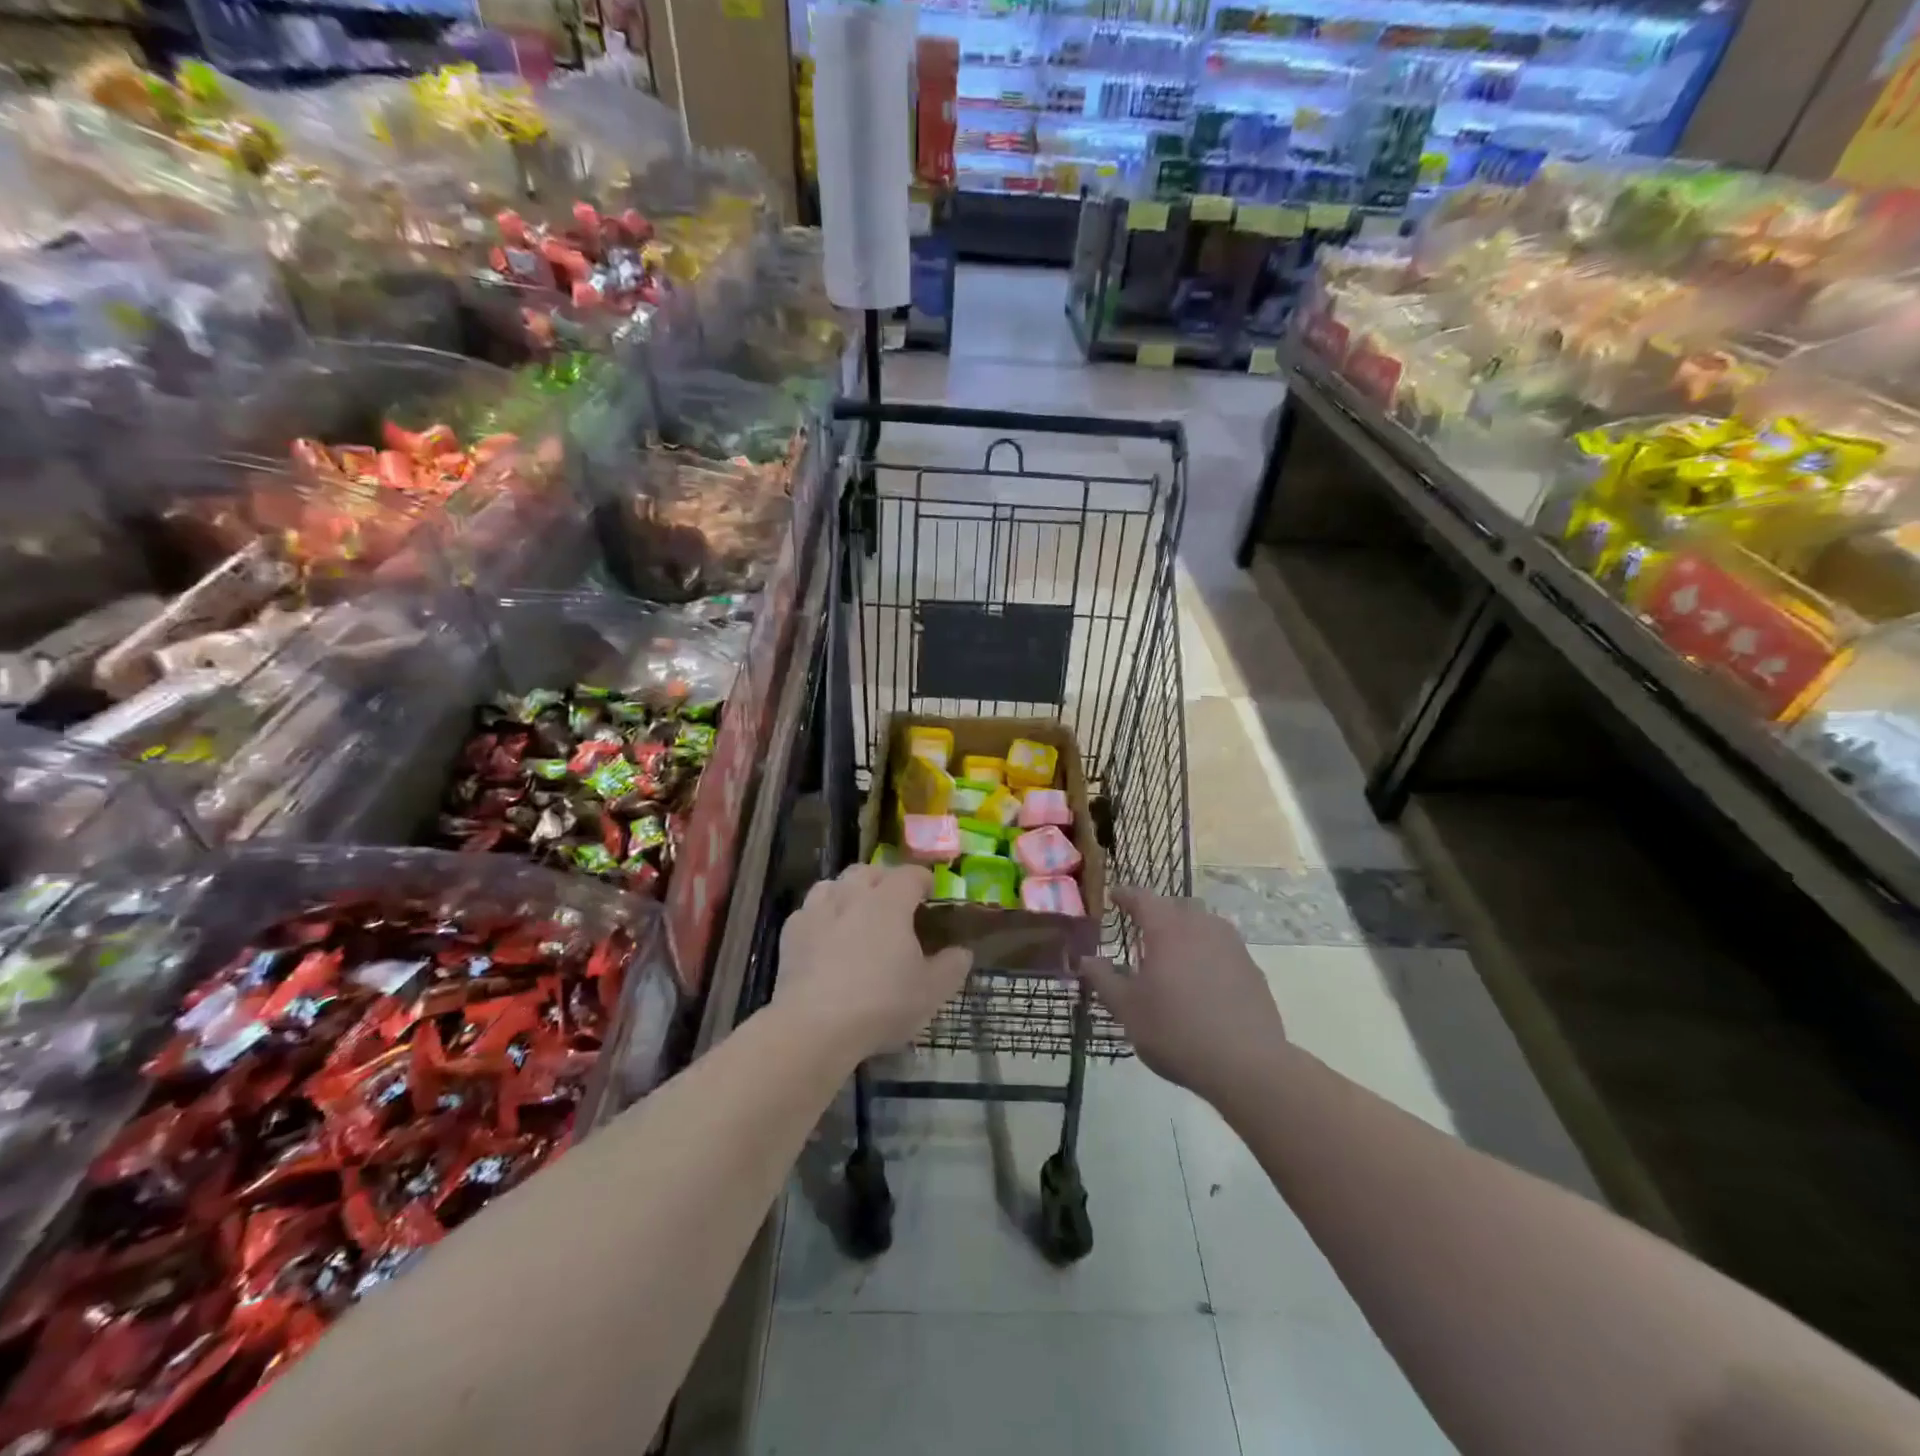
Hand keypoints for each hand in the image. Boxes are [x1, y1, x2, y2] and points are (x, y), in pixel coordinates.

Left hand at [774, 863, 972, 1061]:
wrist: (814, 1026)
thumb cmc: (881, 1004)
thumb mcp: (931, 992)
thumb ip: (952, 967)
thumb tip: (963, 951)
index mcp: (890, 902)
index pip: (910, 874)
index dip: (923, 880)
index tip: (930, 894)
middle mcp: (852, 895)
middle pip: (869, 871)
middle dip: (884, 880)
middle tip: (894, 904)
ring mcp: (817, 910)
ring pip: (834, 884)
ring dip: (848, 892)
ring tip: (857, 914)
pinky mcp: (791, 932)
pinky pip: (809, 910)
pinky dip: (821, 916)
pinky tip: (825, 937)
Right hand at [1077, 888, 1285, 1107]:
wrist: (1247, 1065)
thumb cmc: (1176, 1032)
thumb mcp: (1127, 1009)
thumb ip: (1103, 979)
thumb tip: (1085, 959)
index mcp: (1167, 929)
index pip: (1142, 897)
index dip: (1125, 895)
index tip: (1113, 897)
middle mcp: (1201, 926)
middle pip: (1175, 906)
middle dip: (1156, 911)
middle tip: (1140, 929)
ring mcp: (1231, 945)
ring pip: (1203, 922)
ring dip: (1185, 929)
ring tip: (1172, 952)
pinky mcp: (1251, 968)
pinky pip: (1223, 946)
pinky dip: (1207, 951)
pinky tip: (1201, 978)